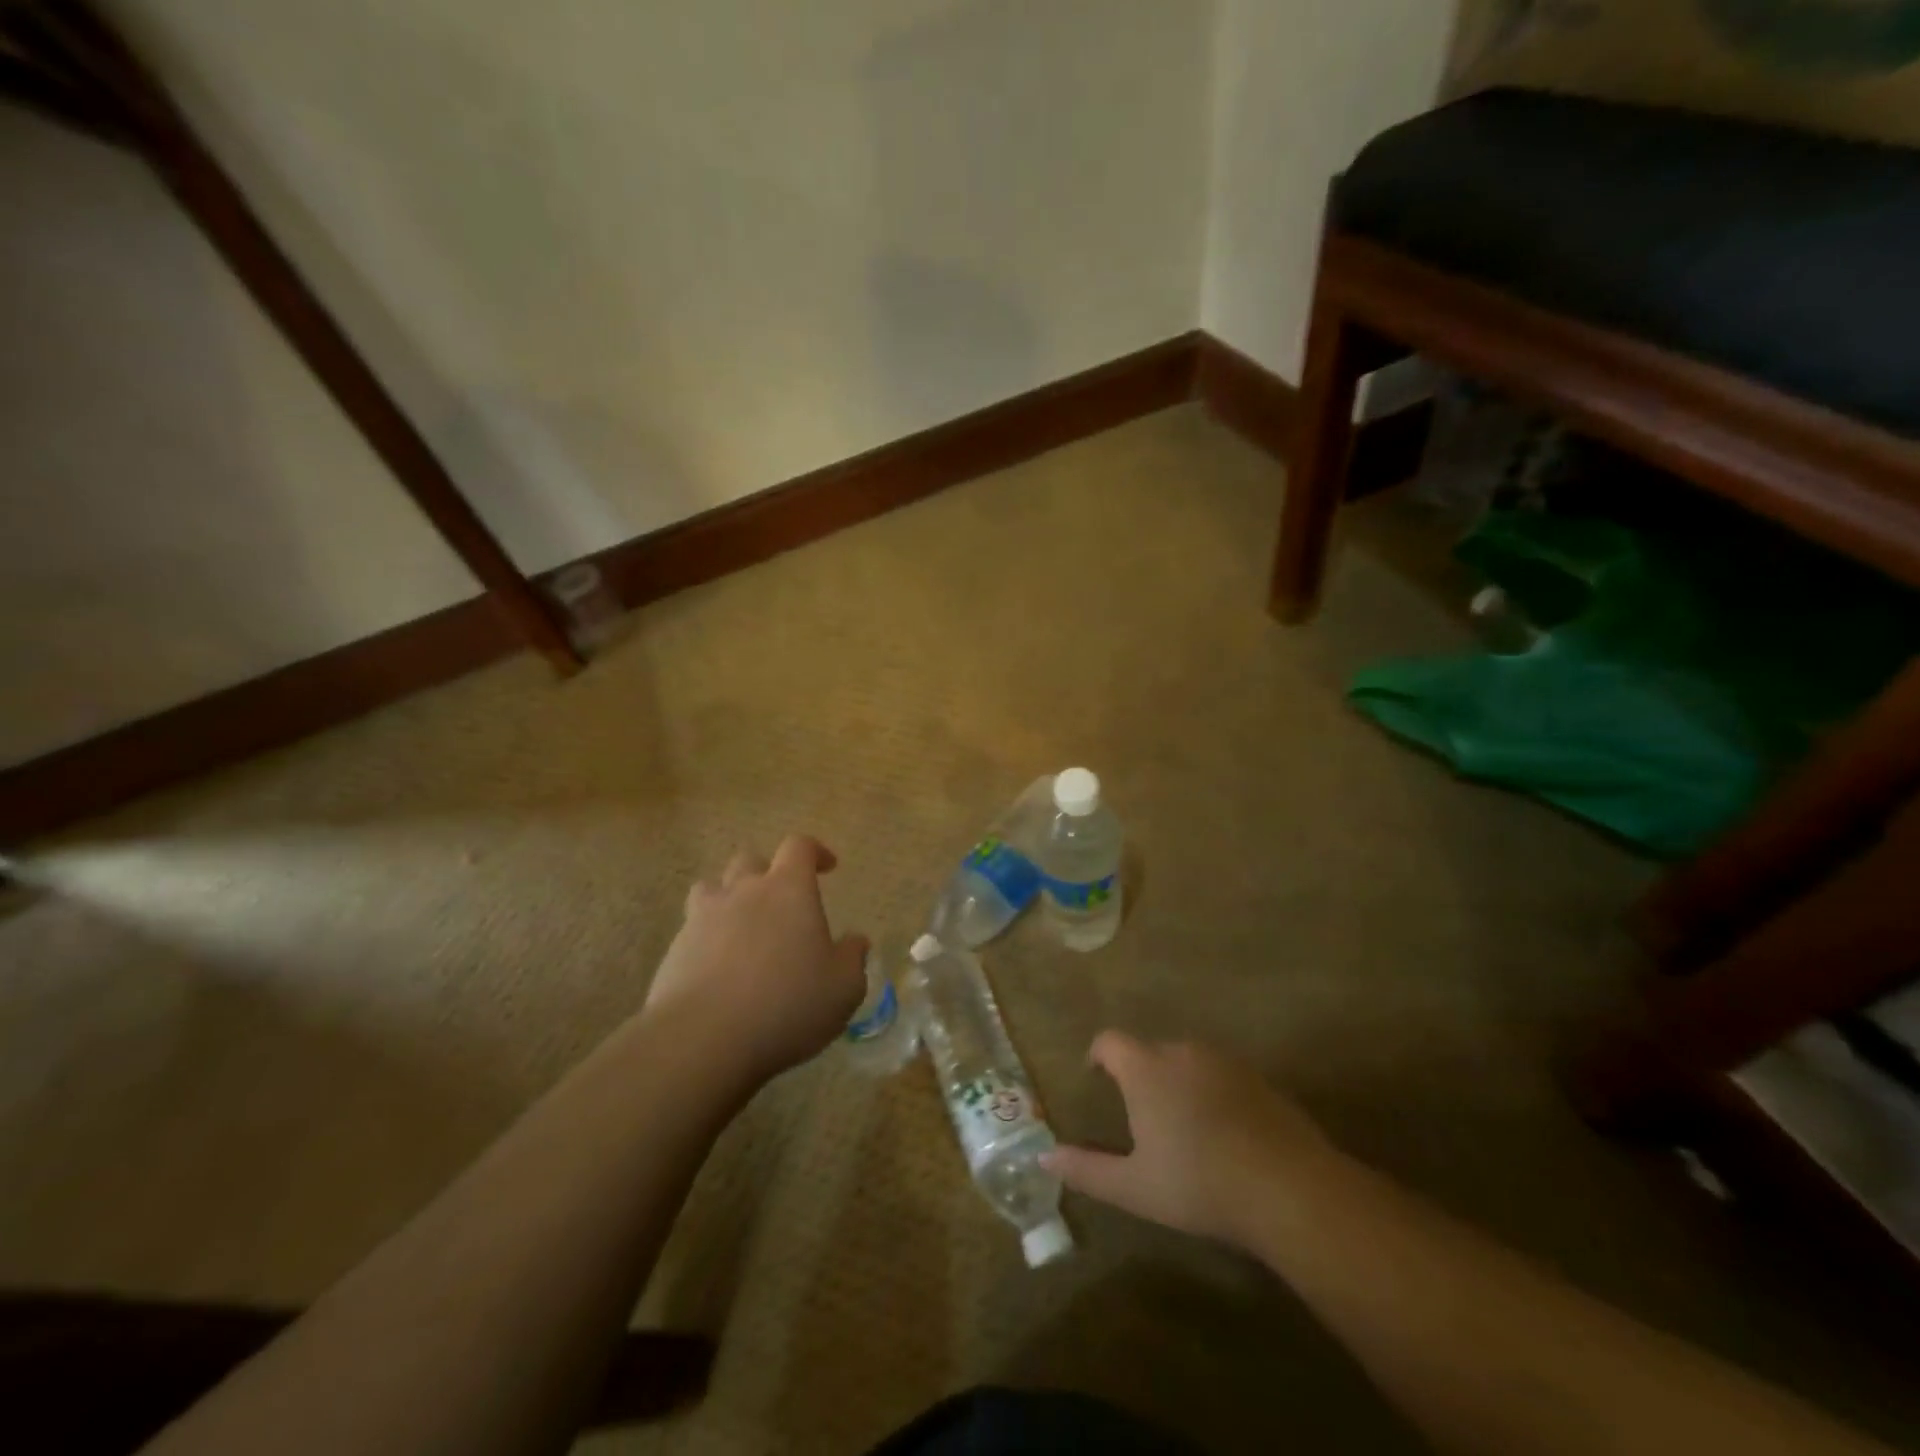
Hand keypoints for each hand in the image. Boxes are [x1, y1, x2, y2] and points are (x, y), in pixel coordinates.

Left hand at [644, 835, 868, 1087]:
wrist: (703, 1038)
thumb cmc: (787, 1004)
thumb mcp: (843, 988)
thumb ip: (852, 959)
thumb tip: (856, 941)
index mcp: (788, 889)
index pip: (799, 847)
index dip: (815, 851)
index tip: (828, 866)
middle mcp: (743, 892)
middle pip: (750, 860)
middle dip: (768, 873)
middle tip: (782, 902)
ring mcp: (702, 918)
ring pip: (712, 888)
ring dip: (729, 899)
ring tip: (742, 927)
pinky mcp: (674, 950)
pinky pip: (692, 930)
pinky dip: (707, 940)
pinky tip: (718, 972)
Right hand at [1042, 1033, 1337, 1247]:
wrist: (1288, 1188)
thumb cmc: (1198, 1184)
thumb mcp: (1135, 1187)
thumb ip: (1087, 1169)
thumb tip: (1044, 1156)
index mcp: (1145, 1069)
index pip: (1110, 1041)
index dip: (1098, 1055)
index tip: (1095, 1076)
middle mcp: (1181, 1052)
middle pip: (1149, 1051)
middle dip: (1140, 1075)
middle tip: (1142, 1116)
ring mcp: (1224, 1061)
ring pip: (1187, 1062)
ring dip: (1178, 1082)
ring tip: (1183, 1126)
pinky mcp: (1258, 1078)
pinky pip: (1222, 1075)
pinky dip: (1213, 1093)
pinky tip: (1224, 1135)